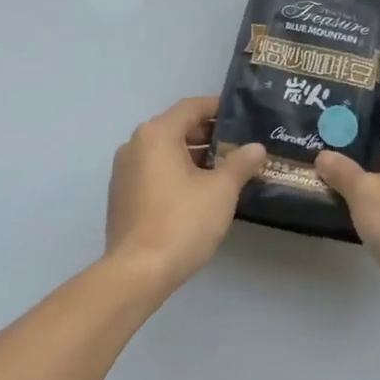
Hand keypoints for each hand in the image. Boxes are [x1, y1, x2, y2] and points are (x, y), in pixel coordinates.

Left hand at [105, 96, 265, 295]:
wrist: (138, 272)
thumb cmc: (182, 222)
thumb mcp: (221, 191)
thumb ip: (240, 164)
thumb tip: (256, 148)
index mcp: (156, 134)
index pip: (191, 107)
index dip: (218, 107)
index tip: (242, 114)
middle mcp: (135, 145)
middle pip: (176, 127)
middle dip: (208, 134)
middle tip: (240, 144)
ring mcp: (124, 171)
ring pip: (165, 151)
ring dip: (194, 155)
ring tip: (226, 168)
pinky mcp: (122, 195)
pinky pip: (154, 171)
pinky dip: (177, 172)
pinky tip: (200, 190)